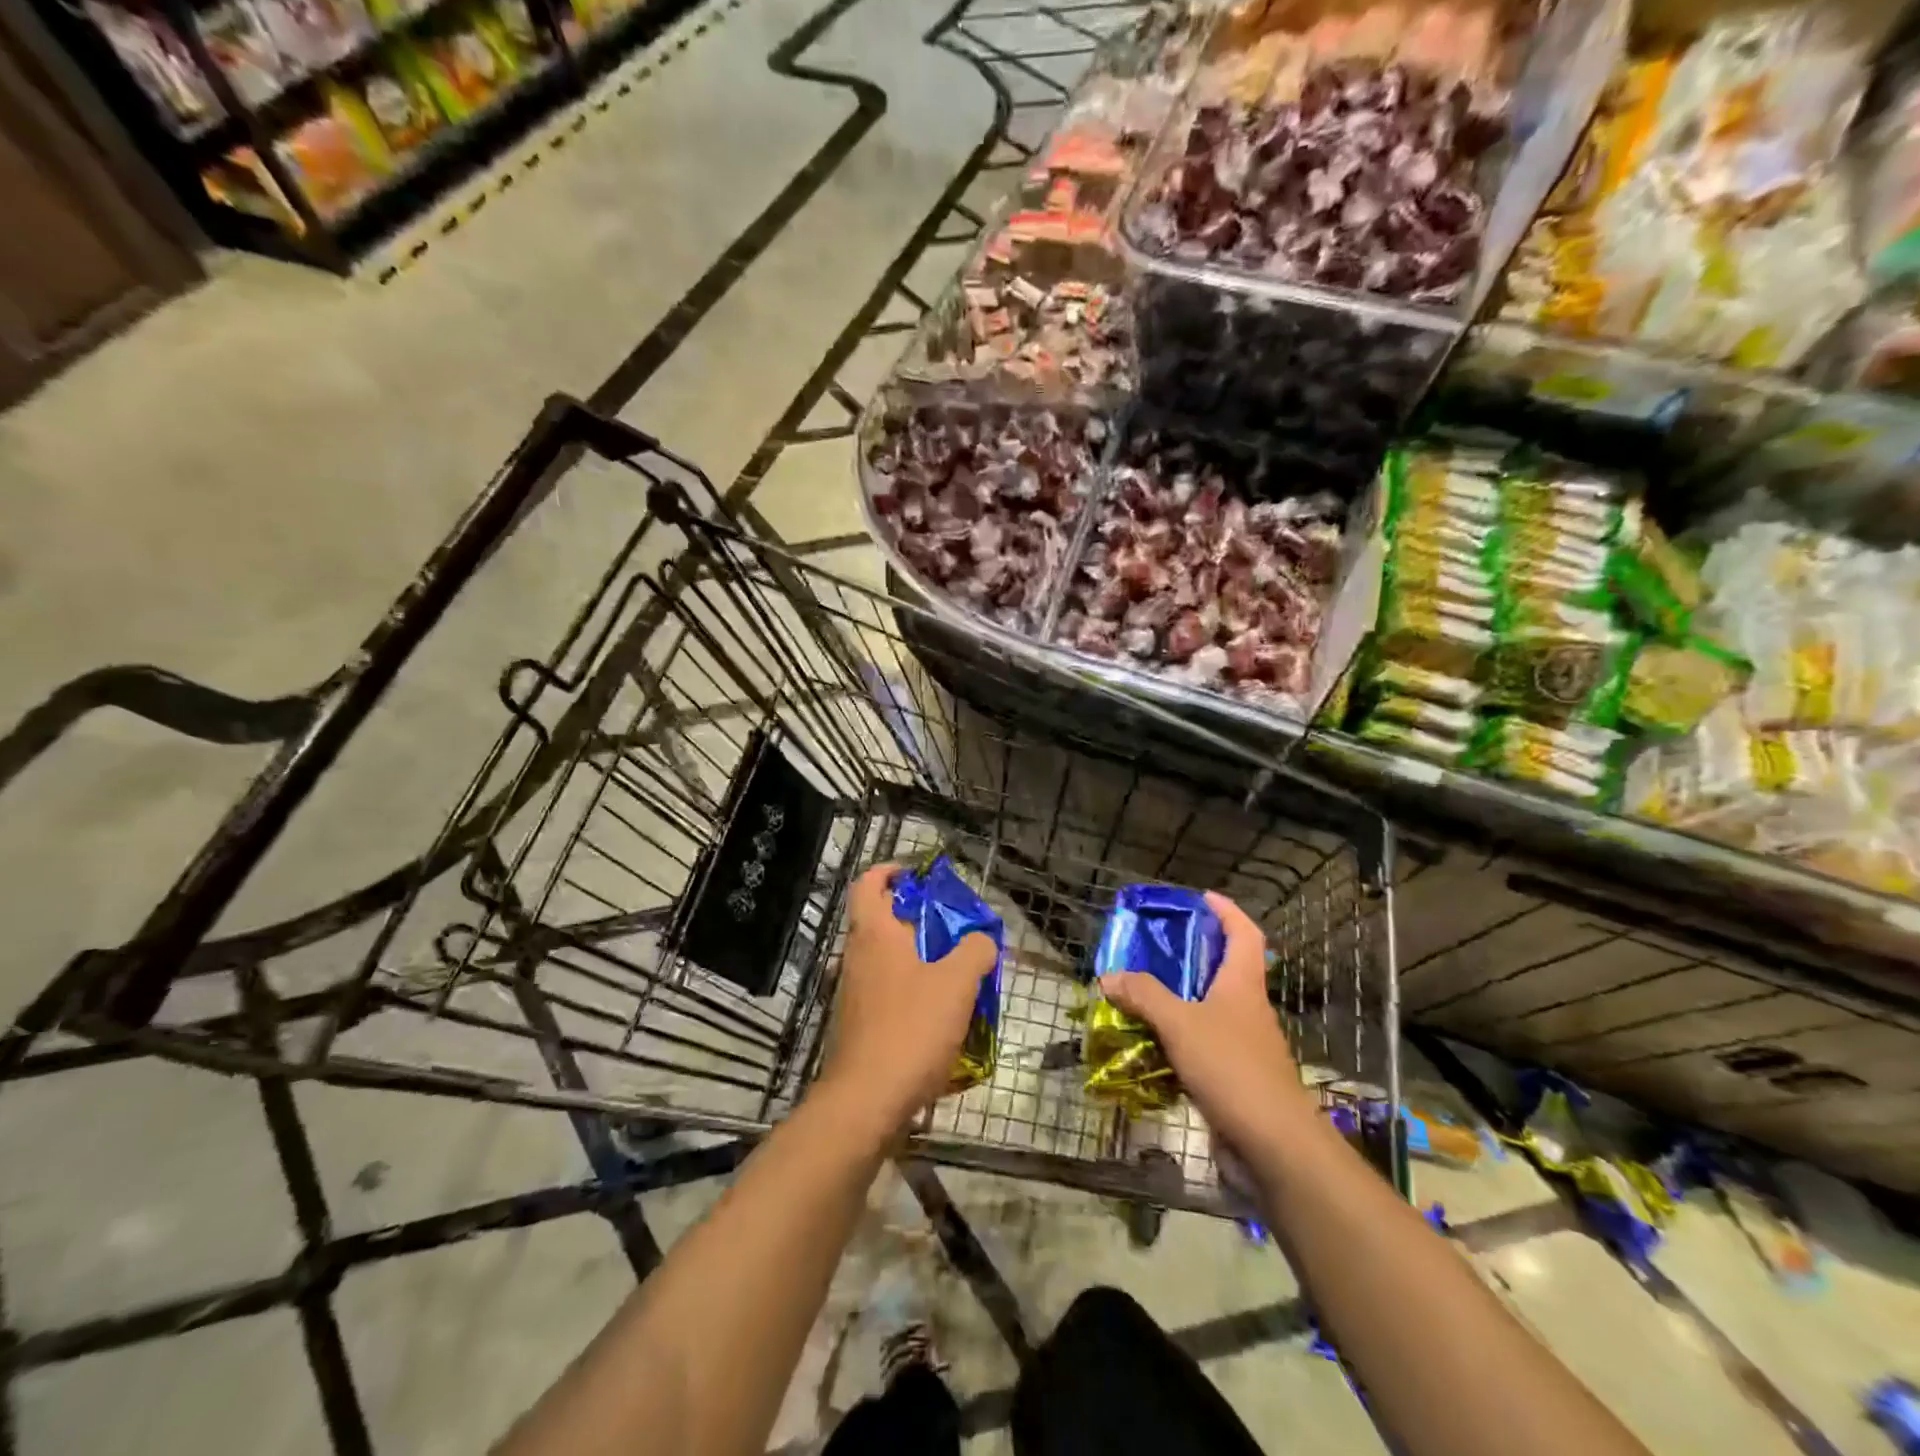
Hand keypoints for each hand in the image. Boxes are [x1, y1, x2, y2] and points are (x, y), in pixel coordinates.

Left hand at [815, 863, 996, 1131]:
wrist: (866, 1101)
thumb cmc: (911, 1028)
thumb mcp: (957, 983)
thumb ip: (975, 950)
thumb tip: (982, 939)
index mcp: (874, 933)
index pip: (868, 883)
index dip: (889, 871)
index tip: (917, 876)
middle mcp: (855, 956)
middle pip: (879, 921)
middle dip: (915, 920)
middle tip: (952, 930)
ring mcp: (851, 992)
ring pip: (884, 959)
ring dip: (915, 959)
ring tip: (954, 975)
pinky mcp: (856, 1024)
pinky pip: (884, 992)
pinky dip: (908, 992)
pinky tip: (938, 1016)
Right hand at [1098, 891, 1312, 1155]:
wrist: (1273, 1145)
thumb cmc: (1232, 1068)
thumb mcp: (1181, 1023)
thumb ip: (1145, 995)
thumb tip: (1110, 975)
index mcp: (1242, 985)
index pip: (1245, 934)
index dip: (1227, 912)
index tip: (1202, 899)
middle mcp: (1247, 1009)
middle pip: (1225, 970)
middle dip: (1192, 956)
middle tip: (1154, 948)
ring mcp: (1243, 1046)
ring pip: (1208, 1010)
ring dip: (1179, 1000)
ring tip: (1140, 994)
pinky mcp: (1233, 1078)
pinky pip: (1200, 1047)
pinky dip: (1176, 1040)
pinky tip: (1148, 1046)